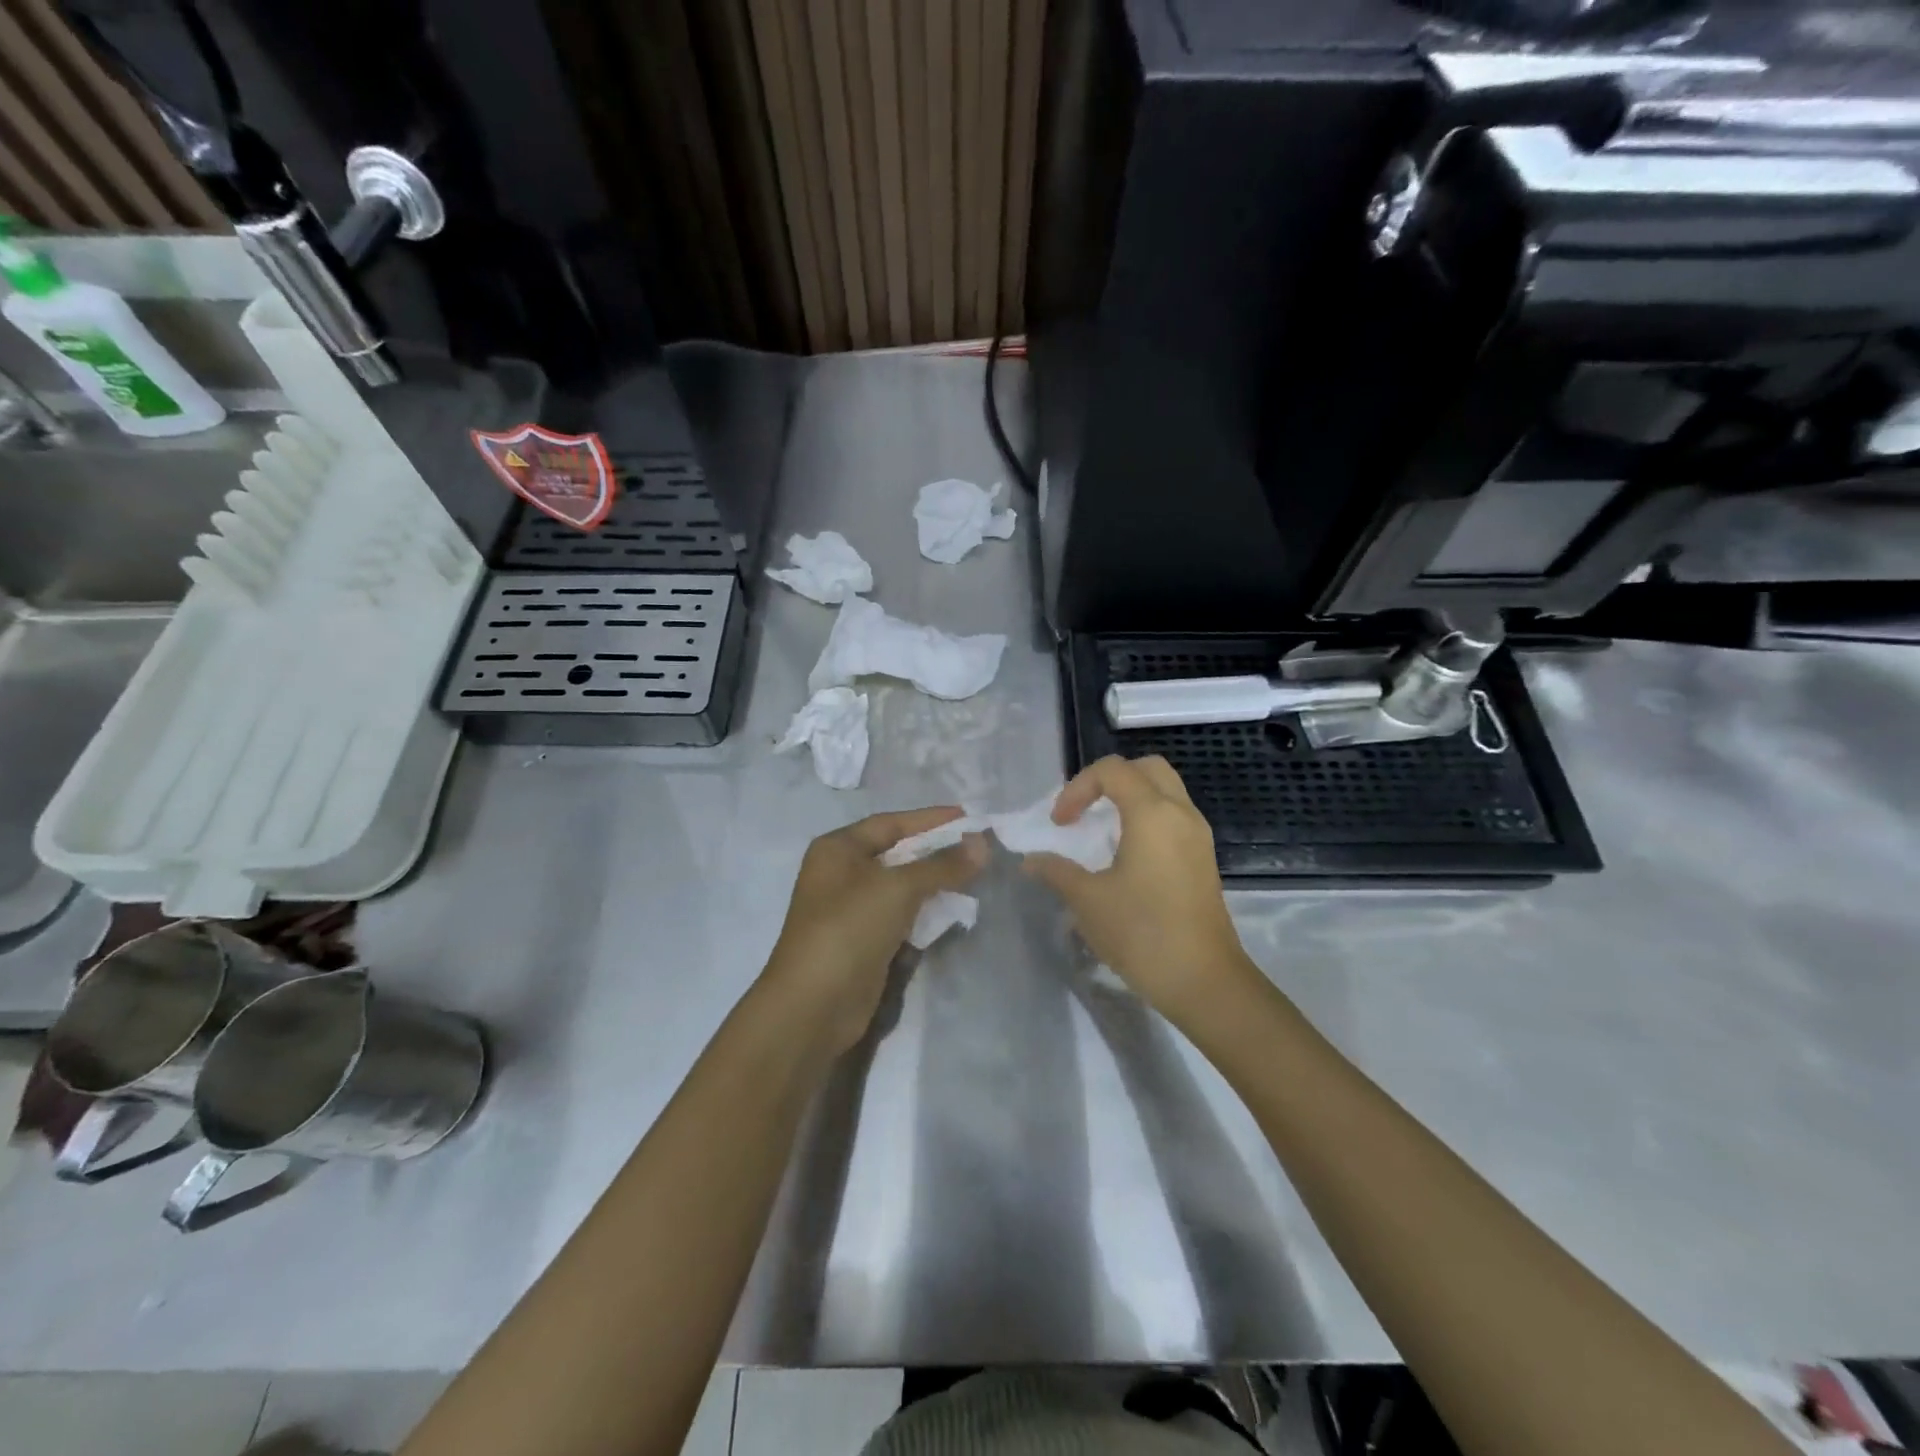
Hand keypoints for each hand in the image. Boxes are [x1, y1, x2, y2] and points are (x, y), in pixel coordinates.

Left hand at [764, 807, 986, 1053]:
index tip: (970, 817)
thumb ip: (942, 864)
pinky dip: (925, 911)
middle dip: (936, 851)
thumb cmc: (850, 928)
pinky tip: (953, 910)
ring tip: (975, 876)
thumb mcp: (898, 888)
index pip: (891, 823)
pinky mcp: (864, 940)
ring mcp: (851, 909)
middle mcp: (841, 873)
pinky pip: (900, 915)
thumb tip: (982, 843)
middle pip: (897, 853)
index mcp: (838, 849)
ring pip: (901, 886)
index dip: (930, 819)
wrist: (814, 1005)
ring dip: (934, 882)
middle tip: (979, 848)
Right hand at [1022, 755, 1251, 1023]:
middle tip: (1084, 811)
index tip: (1060, 824)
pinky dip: (1147, 818)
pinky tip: (1126, 854)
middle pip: (1146, 768)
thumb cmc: (1142, 934)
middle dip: (1109, 781)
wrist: (1204, 981)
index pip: (1112, 770)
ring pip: (1165, 791)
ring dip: (1130, 798)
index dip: (1078, 787)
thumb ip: (1056, 871)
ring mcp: (1198, 836)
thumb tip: (1030, 860)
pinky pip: (1174, 817)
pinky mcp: (1203, 859)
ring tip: (1100, 831)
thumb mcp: (1088, 901)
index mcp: (1153, 814)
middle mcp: (1181, 814)